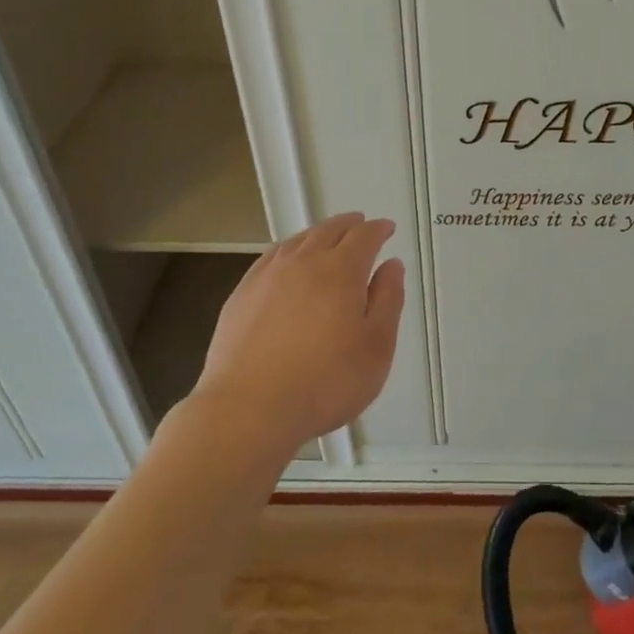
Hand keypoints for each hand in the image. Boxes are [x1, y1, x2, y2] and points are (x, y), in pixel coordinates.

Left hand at [191, 213, 404, 448]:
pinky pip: (270, 258)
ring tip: (327, 238)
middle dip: (349, 225)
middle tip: (360, 225)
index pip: (364, 236)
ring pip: (298, 240)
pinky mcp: (241, 294)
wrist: (248, 409)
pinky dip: (288, 250)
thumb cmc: (324, 383)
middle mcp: (304, 262)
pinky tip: (287, 262)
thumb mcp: (376, 348)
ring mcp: (268, 276)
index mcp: (341, 271)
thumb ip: (387, 301)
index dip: (378, 229)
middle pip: (329, 230)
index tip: (387, 229)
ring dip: (318, 234)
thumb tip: (392, 266)